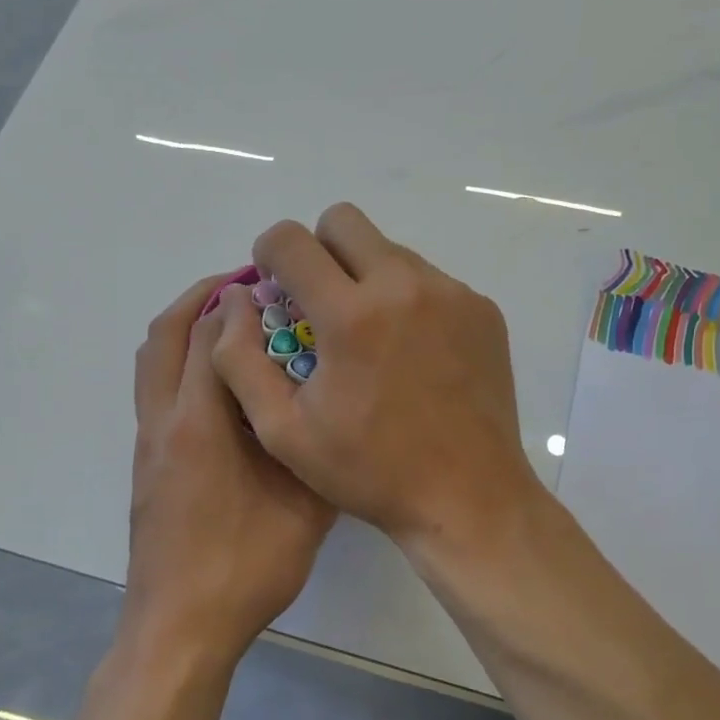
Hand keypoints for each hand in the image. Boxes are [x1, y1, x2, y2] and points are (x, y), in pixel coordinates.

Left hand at [126, 274, 336, 665]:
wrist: (179, 628)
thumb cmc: (245, 568)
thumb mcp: (304, 510)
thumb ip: (315, 449)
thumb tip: (331, 407)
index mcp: (202, 424)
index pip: (212, 338)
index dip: (238, 301)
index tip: (268, 282)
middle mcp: (165, 422)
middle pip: (166, 335)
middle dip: (200, 299)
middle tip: (242, 284)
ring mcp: (148, 444)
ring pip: (151, 361)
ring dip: (182, 327)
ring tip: (226, 320)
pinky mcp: (146, 464)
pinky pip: (154, 389)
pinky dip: (177, 361)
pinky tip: (219, 380)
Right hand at [210, 204, 544, 551]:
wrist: (468, 497)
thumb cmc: (369, 469)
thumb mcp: (283, 431)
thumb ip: (240, 359)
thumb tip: (237, 301)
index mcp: (351, 315)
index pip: (291, 240)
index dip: (269, 253)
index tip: (275, 286)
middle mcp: (404, 286)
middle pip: (344, 221)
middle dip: (318, 250)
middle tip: (319, 301)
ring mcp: (451, 293)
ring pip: (389, 249)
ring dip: (365, 275)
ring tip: (369, 336)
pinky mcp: (482, 309)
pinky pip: (429, 279)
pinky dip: (408, 299)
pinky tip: (411, 352)